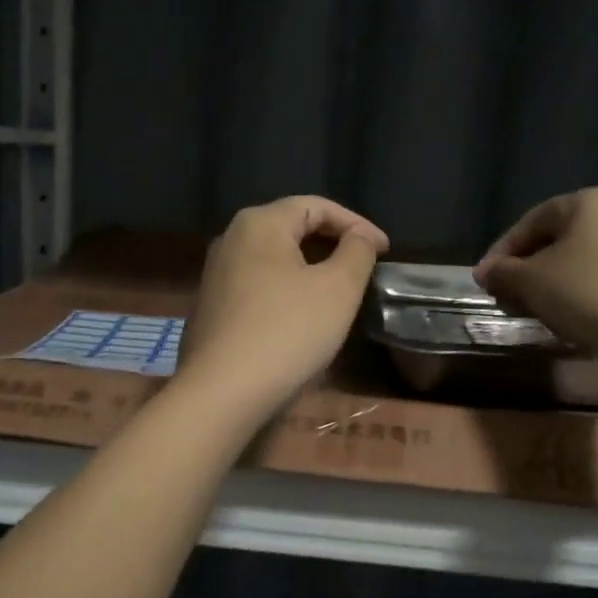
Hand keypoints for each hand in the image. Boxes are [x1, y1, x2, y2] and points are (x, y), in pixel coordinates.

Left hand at [177, 196, 389, 416]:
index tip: (385, 250)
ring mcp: (216, 274)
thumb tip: (359, 237)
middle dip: (332, 242)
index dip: (356, 223)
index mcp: (259, 223)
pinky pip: (259, 285)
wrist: (223, 391)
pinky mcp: (212, 307)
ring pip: (274, 259)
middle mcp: (230, 239)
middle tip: (364, 265)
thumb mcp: (338, 288)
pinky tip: (302, 315)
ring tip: (339, 289)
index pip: (316, 206)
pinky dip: (287, 289)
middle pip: (291, 228)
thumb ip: (356, 252)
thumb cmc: (287, 331)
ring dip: (310, 268)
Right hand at [474, 186, 597, 348]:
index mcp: (591, 200)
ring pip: (578, 259)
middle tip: (503, 294)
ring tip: (527, 308)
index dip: (502, 250)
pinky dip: (575, 290)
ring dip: (547, 282)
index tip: (484, 278)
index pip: (532, 221)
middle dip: (525, 268)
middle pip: (557, 239)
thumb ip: (502, 272)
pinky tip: (560, 314)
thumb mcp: (529, 280)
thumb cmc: (583, 291)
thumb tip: (485, 273)